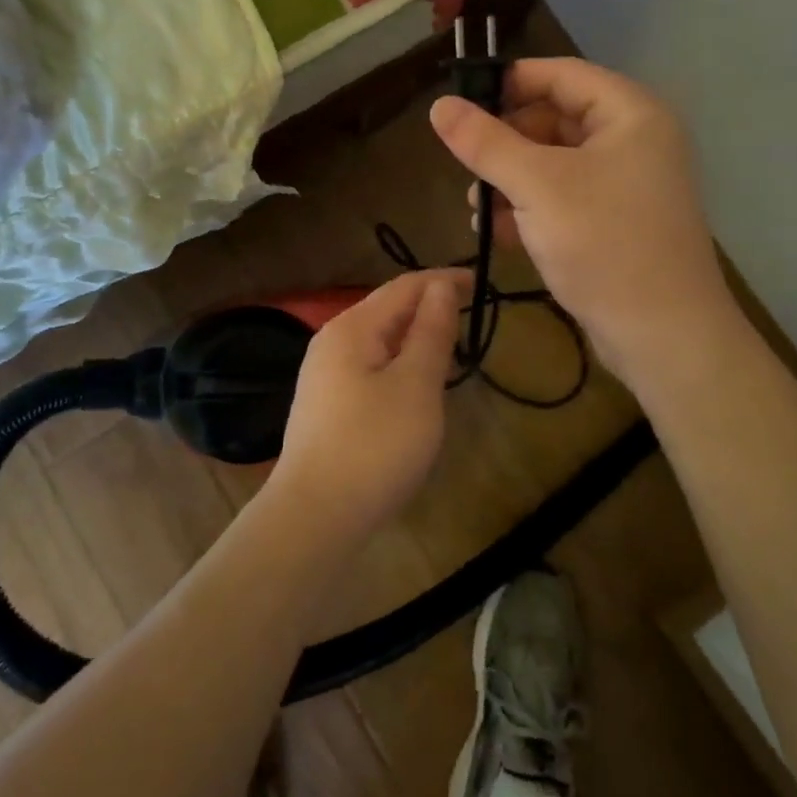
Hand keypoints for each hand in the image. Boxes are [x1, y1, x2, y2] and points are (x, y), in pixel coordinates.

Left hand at [269, 270, 464, 542]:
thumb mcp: (416, 385)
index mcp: (352, 328)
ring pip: (379, 341)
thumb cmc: (375, 445)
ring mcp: (323, 374)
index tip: (481, 283)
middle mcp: (332, 341)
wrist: (315, 516)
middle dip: (429, 308)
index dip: (444, 280)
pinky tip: (414, 385)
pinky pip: (369, 367)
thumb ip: (431, 332)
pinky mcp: (325, 405)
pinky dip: (398, 364)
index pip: (404, 287)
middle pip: (387, 310)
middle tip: (470, 318)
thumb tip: (441, 286)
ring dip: (415, 338)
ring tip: (449, 348)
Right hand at [429, 58, 736, 390]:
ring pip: (554, 163)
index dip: (509, 81)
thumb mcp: (536, 186)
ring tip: (475, 205)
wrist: (662, 335)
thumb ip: (485, 142)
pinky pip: (563, 198)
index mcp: (630, 114)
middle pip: (555, 118)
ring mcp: (626, 185)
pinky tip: (495, 231)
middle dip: (505, 141)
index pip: (561, 74)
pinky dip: (529, 208)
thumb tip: (439, 105)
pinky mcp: (614, 223)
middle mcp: (633, 141)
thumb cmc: (604, 242)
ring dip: (510, 179)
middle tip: (465, 162)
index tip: (461, 101)